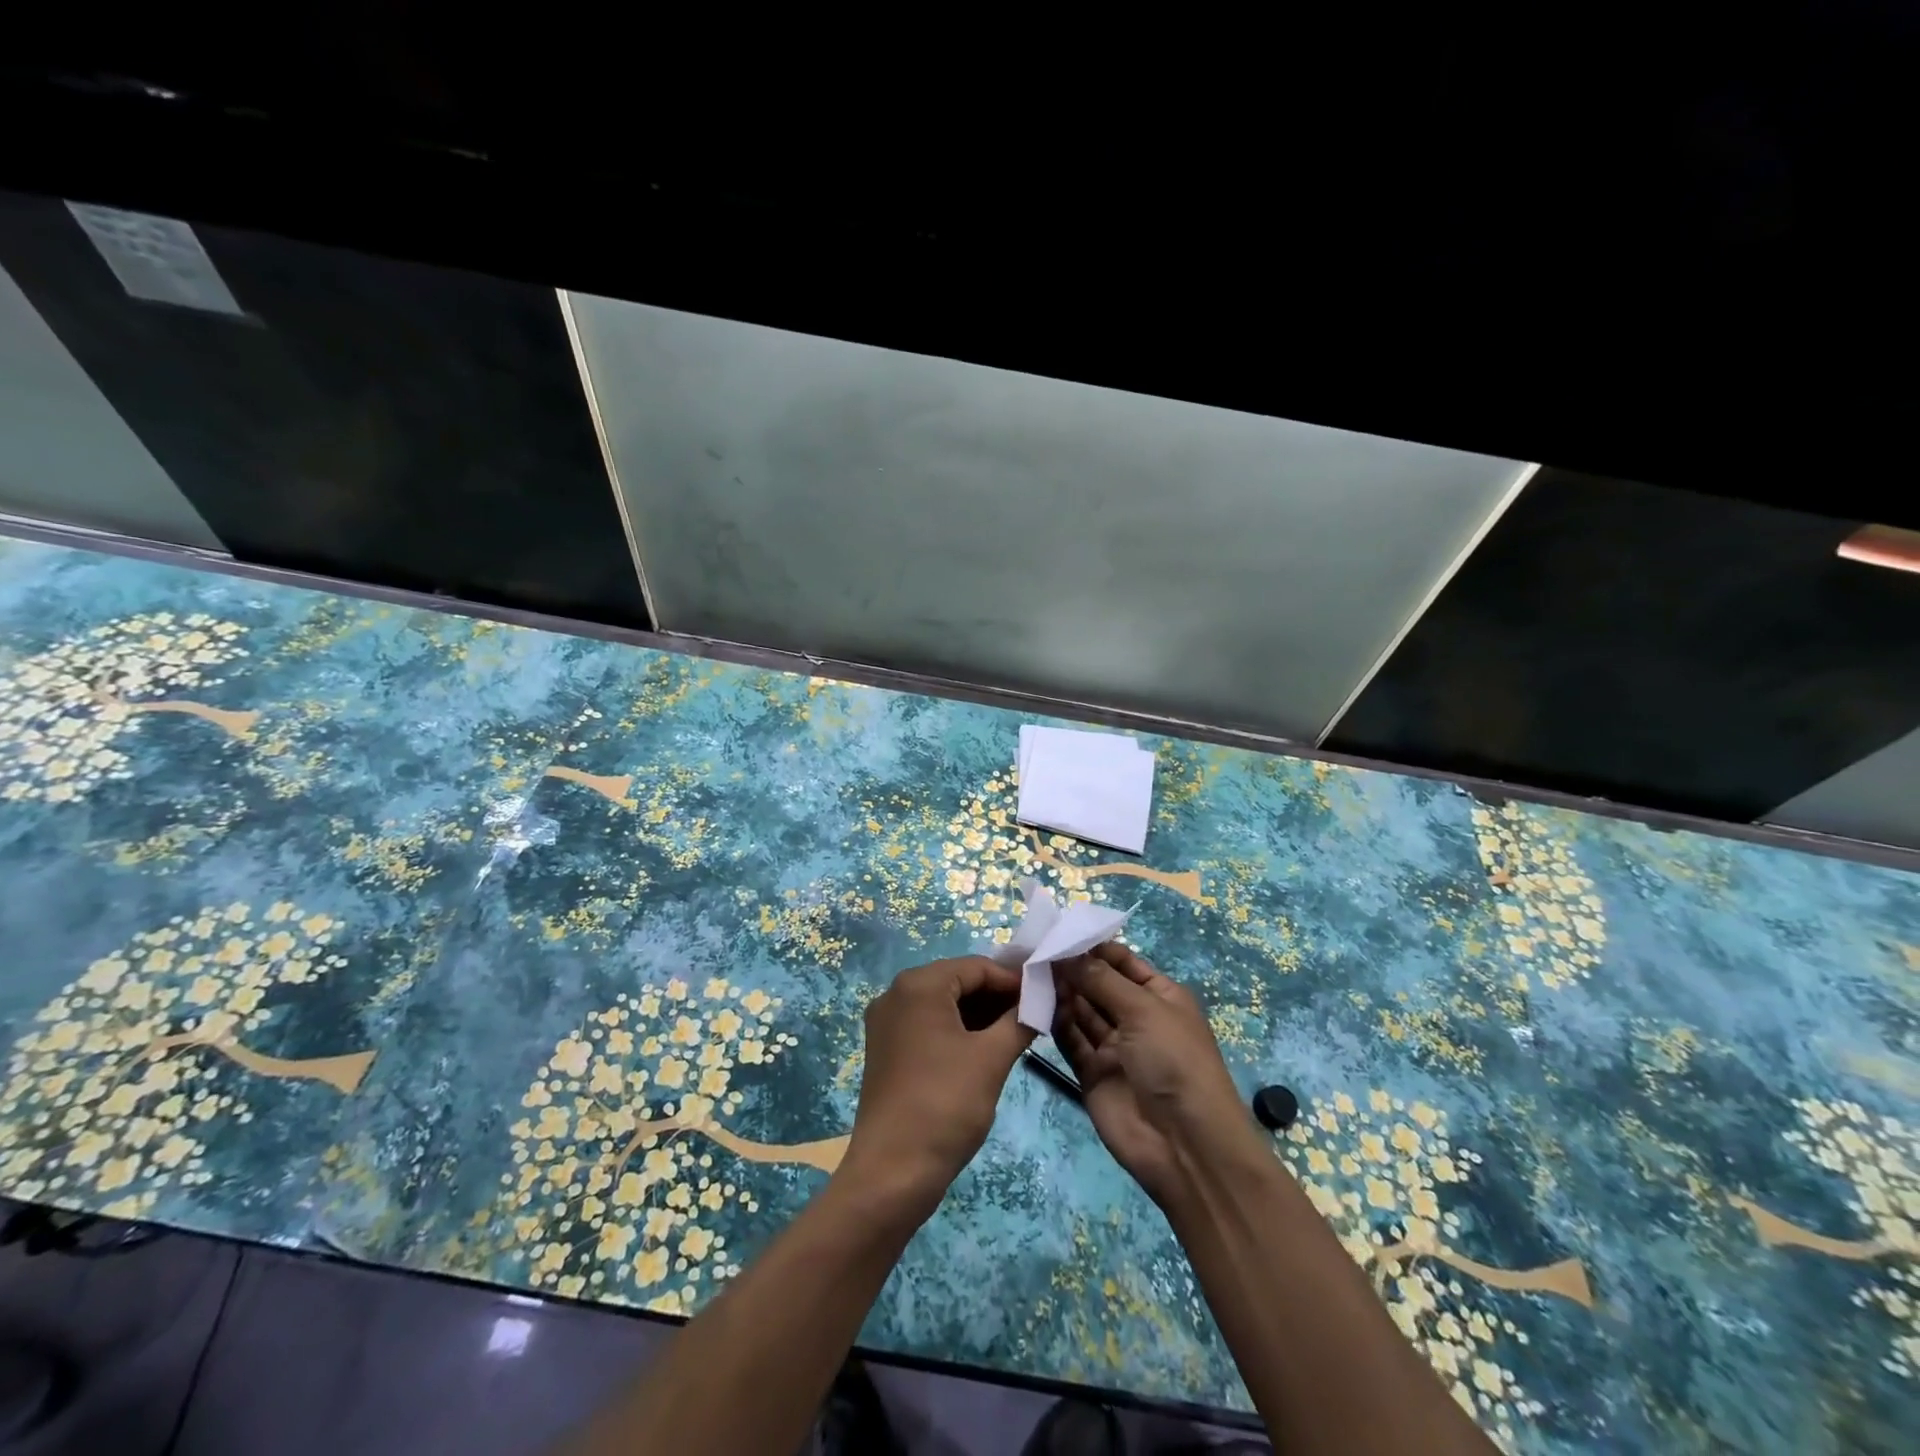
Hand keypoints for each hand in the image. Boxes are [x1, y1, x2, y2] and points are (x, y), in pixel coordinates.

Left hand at [842, 957, 1034, 1223]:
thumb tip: (1042, 999)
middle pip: (958, 982)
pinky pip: (929, 1025)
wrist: (892, 1172)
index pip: (977, 967)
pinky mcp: (887, 1049)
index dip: (1014, 980)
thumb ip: (1020, 1020)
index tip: (1047, 995)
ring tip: (1018, 1032)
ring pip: (944, 1004)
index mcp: (918, 985)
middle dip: (998, 997)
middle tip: (1035, 1015)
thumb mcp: (992, 1059)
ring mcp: (887, 1023)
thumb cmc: (945, 1105)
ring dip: (981, 1014)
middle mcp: (896, 993)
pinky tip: (987, 1048)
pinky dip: (959, 1031)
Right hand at [1052, 942, 1251, 1207]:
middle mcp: (1136, 1017)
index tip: (1057, 932)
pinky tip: (1034, 1003)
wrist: (1185, 1146)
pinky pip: (1070, 1040)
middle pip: (1097, 985)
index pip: (1121, 962)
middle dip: (1071, 968)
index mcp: (1159, 996)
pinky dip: (1055, 1022)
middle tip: (1034, 950)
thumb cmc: (1174, 1061)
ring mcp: (1113, 1047)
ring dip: (1060, 992)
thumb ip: (1100, 979)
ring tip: (1029, 971)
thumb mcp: (1144, 1009)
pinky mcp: (1092, 1073)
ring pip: (1081, 1010)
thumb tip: (1066, 952)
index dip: (1092, 947)